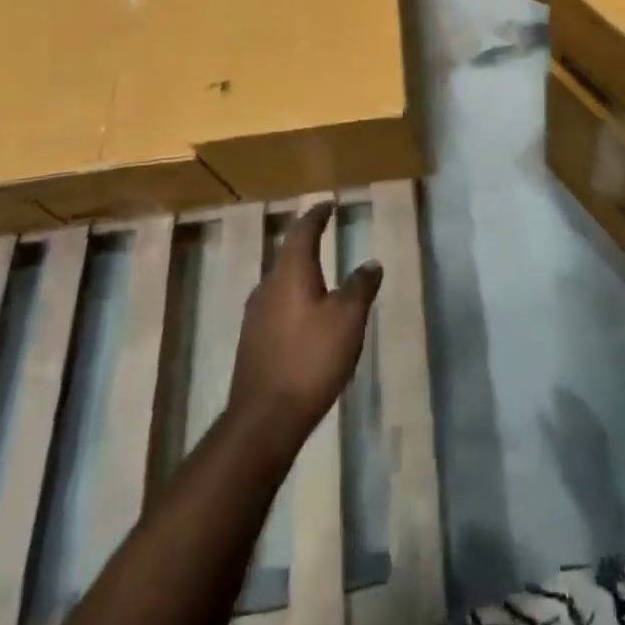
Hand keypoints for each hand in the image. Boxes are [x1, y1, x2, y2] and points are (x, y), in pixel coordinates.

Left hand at [228, 201, 381, 451]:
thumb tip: (371, 262)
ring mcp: (256, 315)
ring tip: (319, 270)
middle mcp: (268, 285)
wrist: (264, 419)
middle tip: (324, 231)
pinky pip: (276, 304)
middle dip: (306, 240)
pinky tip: (305, 313)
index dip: (317, 215)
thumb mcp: (348, 319)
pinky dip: (293, 295)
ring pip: (280, 279)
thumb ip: (360, 286)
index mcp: (290, 271)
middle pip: (288, 252)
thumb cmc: (310, 359)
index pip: (303, 230)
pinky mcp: (253, 341)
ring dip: (299, 269)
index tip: (329, 205)